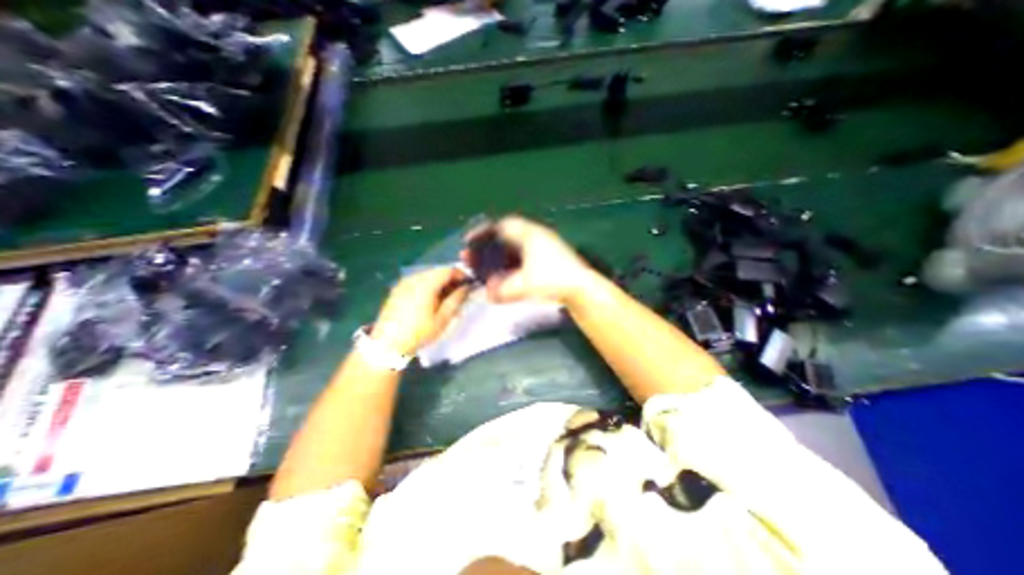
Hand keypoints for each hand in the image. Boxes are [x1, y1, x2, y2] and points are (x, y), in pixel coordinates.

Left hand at [371, 268, 468, 356]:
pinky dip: (428, 286)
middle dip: (451, 279)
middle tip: (459, 293)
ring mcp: (403, 283)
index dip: (461, 275)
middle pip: (438, 271)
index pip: (448, 270)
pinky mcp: (397, 289)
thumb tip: (467, 287)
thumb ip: (456, 300)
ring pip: (428, 275)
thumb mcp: (442, 319)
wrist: (387, 344)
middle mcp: (414, 278)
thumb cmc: (418, 333)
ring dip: (439, 283)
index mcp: (426, 284)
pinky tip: (430, 300)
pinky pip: (417, 281)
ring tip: (445, 298)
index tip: (469, 285)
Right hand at [464, 214, 596, 305]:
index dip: (483, 232)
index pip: (502, 226)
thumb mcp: (523, 286)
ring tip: (489, 264)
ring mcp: (546, 246)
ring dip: (501, 253)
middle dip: (489, 244)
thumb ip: (502, 290)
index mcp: (529, 235)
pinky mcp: (551, 257)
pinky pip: (525, 254)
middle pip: (507, 235)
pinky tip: (507, 272)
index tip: (470, 241)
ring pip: (516, 245)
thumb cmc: (552, 281)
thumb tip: (488, 293)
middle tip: (476, 255)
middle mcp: (537, 237)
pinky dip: (512, 261)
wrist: (582, 288)